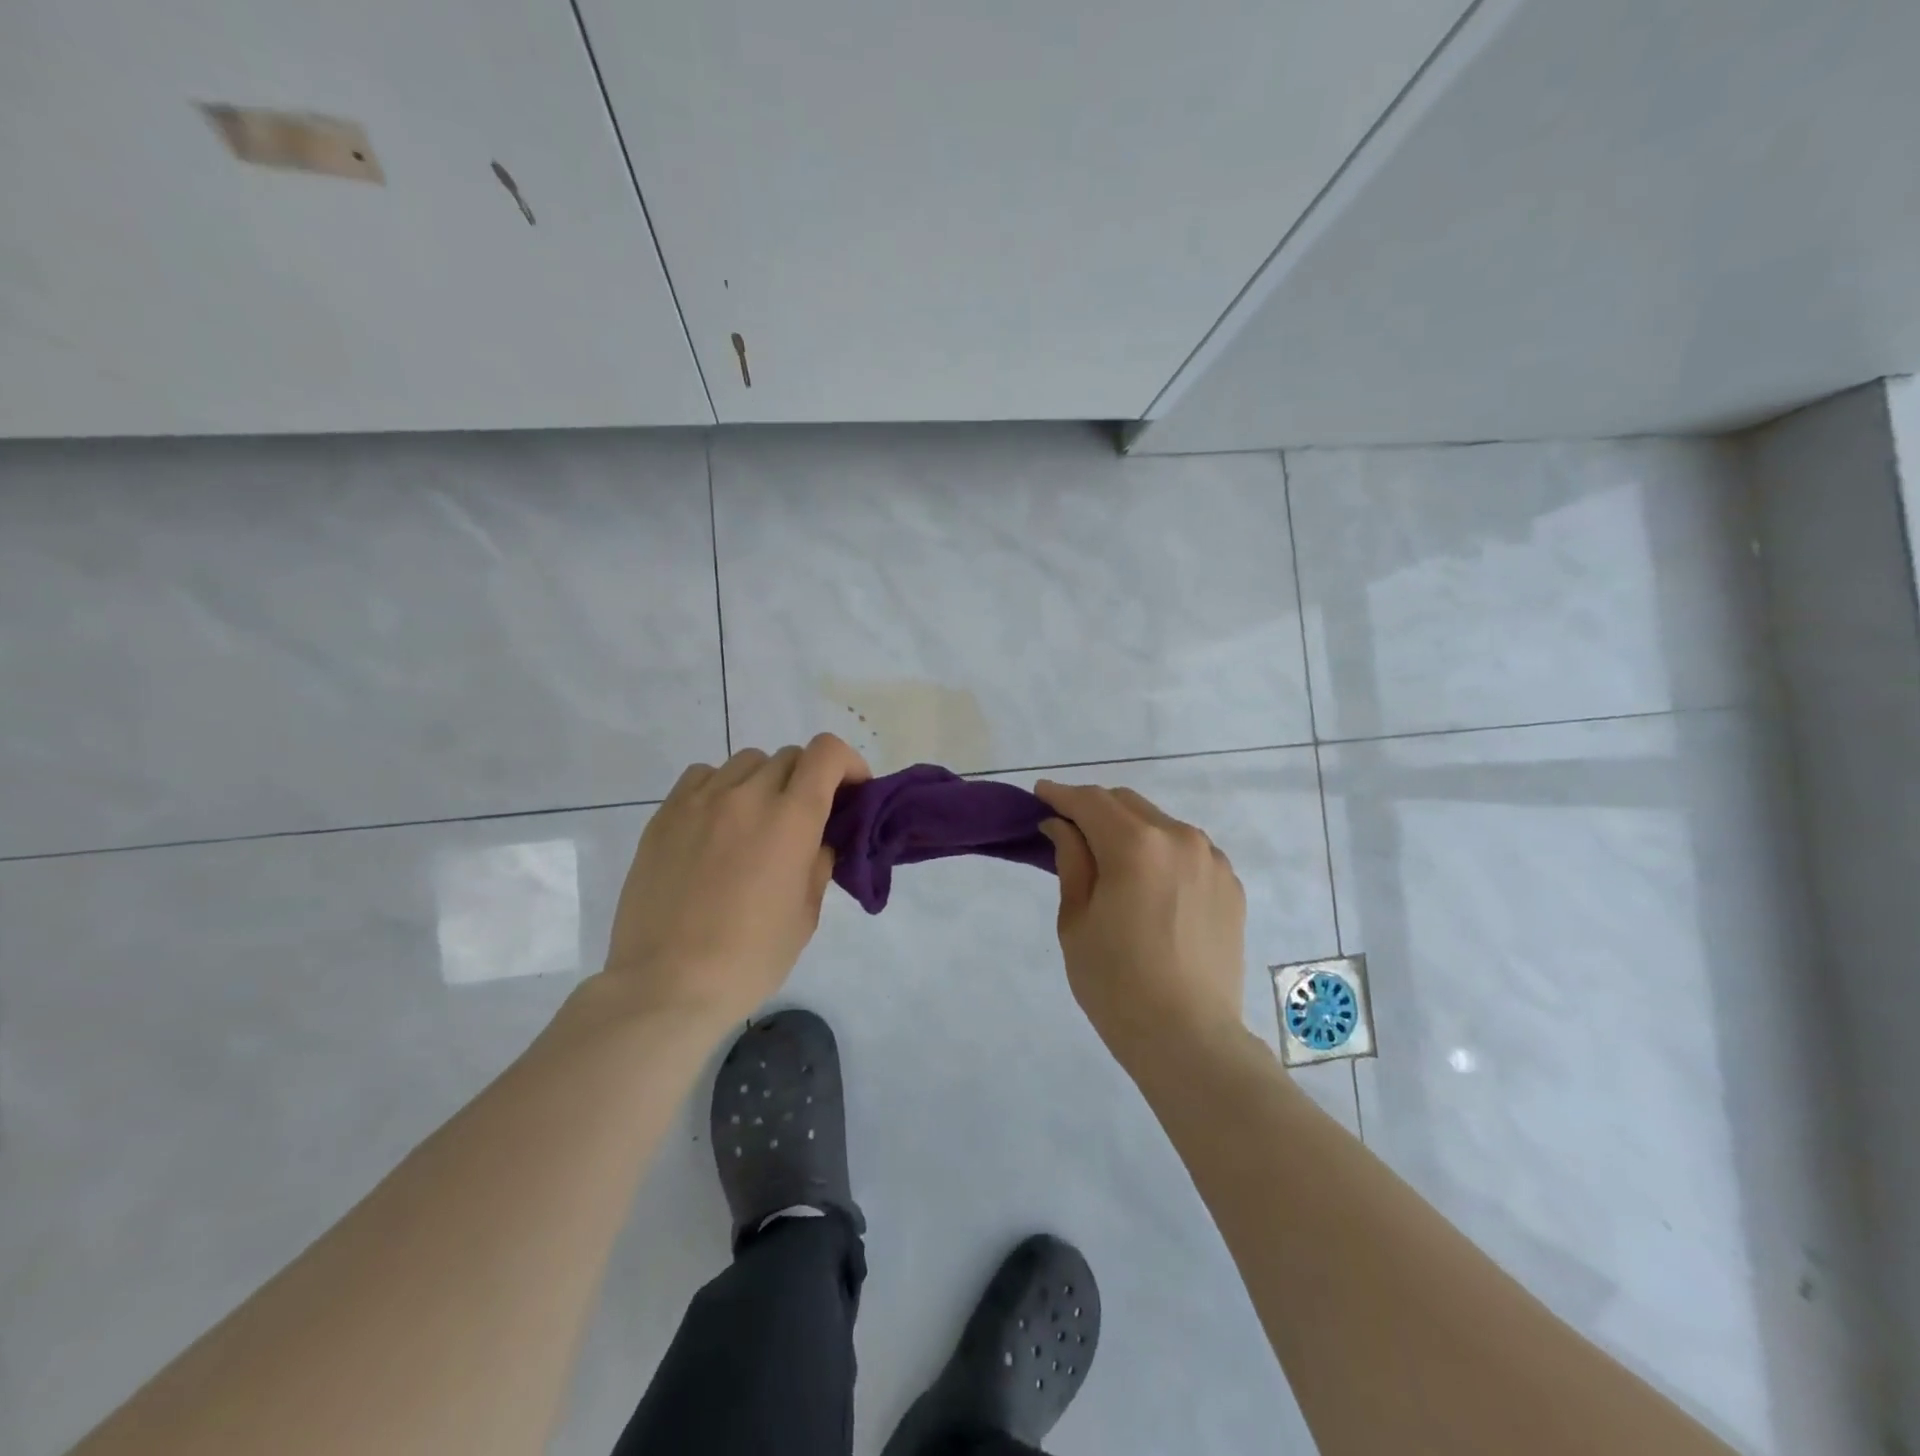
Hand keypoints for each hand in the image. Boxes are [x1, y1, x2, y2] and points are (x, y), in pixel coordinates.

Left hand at [601, 735, 870, 1029]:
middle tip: (806, 819)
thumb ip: (818, 864)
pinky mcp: (665, 814)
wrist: (666, 985)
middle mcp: (747, 796)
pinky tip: (718, 824)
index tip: (851, 793)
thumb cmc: (749, 958)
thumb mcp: (805, 915)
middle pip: (790, 756)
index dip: (847, 764)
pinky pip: (703, 776)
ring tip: (758, 822)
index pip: (827, 753)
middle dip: (809, 779)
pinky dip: (722, 787)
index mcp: (791, 819)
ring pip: (746, 762)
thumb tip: (819, 841)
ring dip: (765, 782)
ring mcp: (700, 801)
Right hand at [1035, 781, 1247, 1067]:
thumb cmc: (1116, 983)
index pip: (1090, 801)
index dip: (1061, 794)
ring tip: (1111, 859)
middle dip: (1094, 808)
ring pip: (1160, 824)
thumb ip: (1071, 861)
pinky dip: (1161, 852)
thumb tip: (1063, 826)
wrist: (1188, 1039)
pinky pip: (1187, 851)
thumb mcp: (1076, 920)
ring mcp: (1211, 860)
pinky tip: (1149, 884)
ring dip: (1130, 829)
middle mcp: (1180, 838)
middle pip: (1127, 803)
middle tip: (1069, 829)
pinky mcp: (1230, 884)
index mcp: (1136, 844)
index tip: (1040, 795)